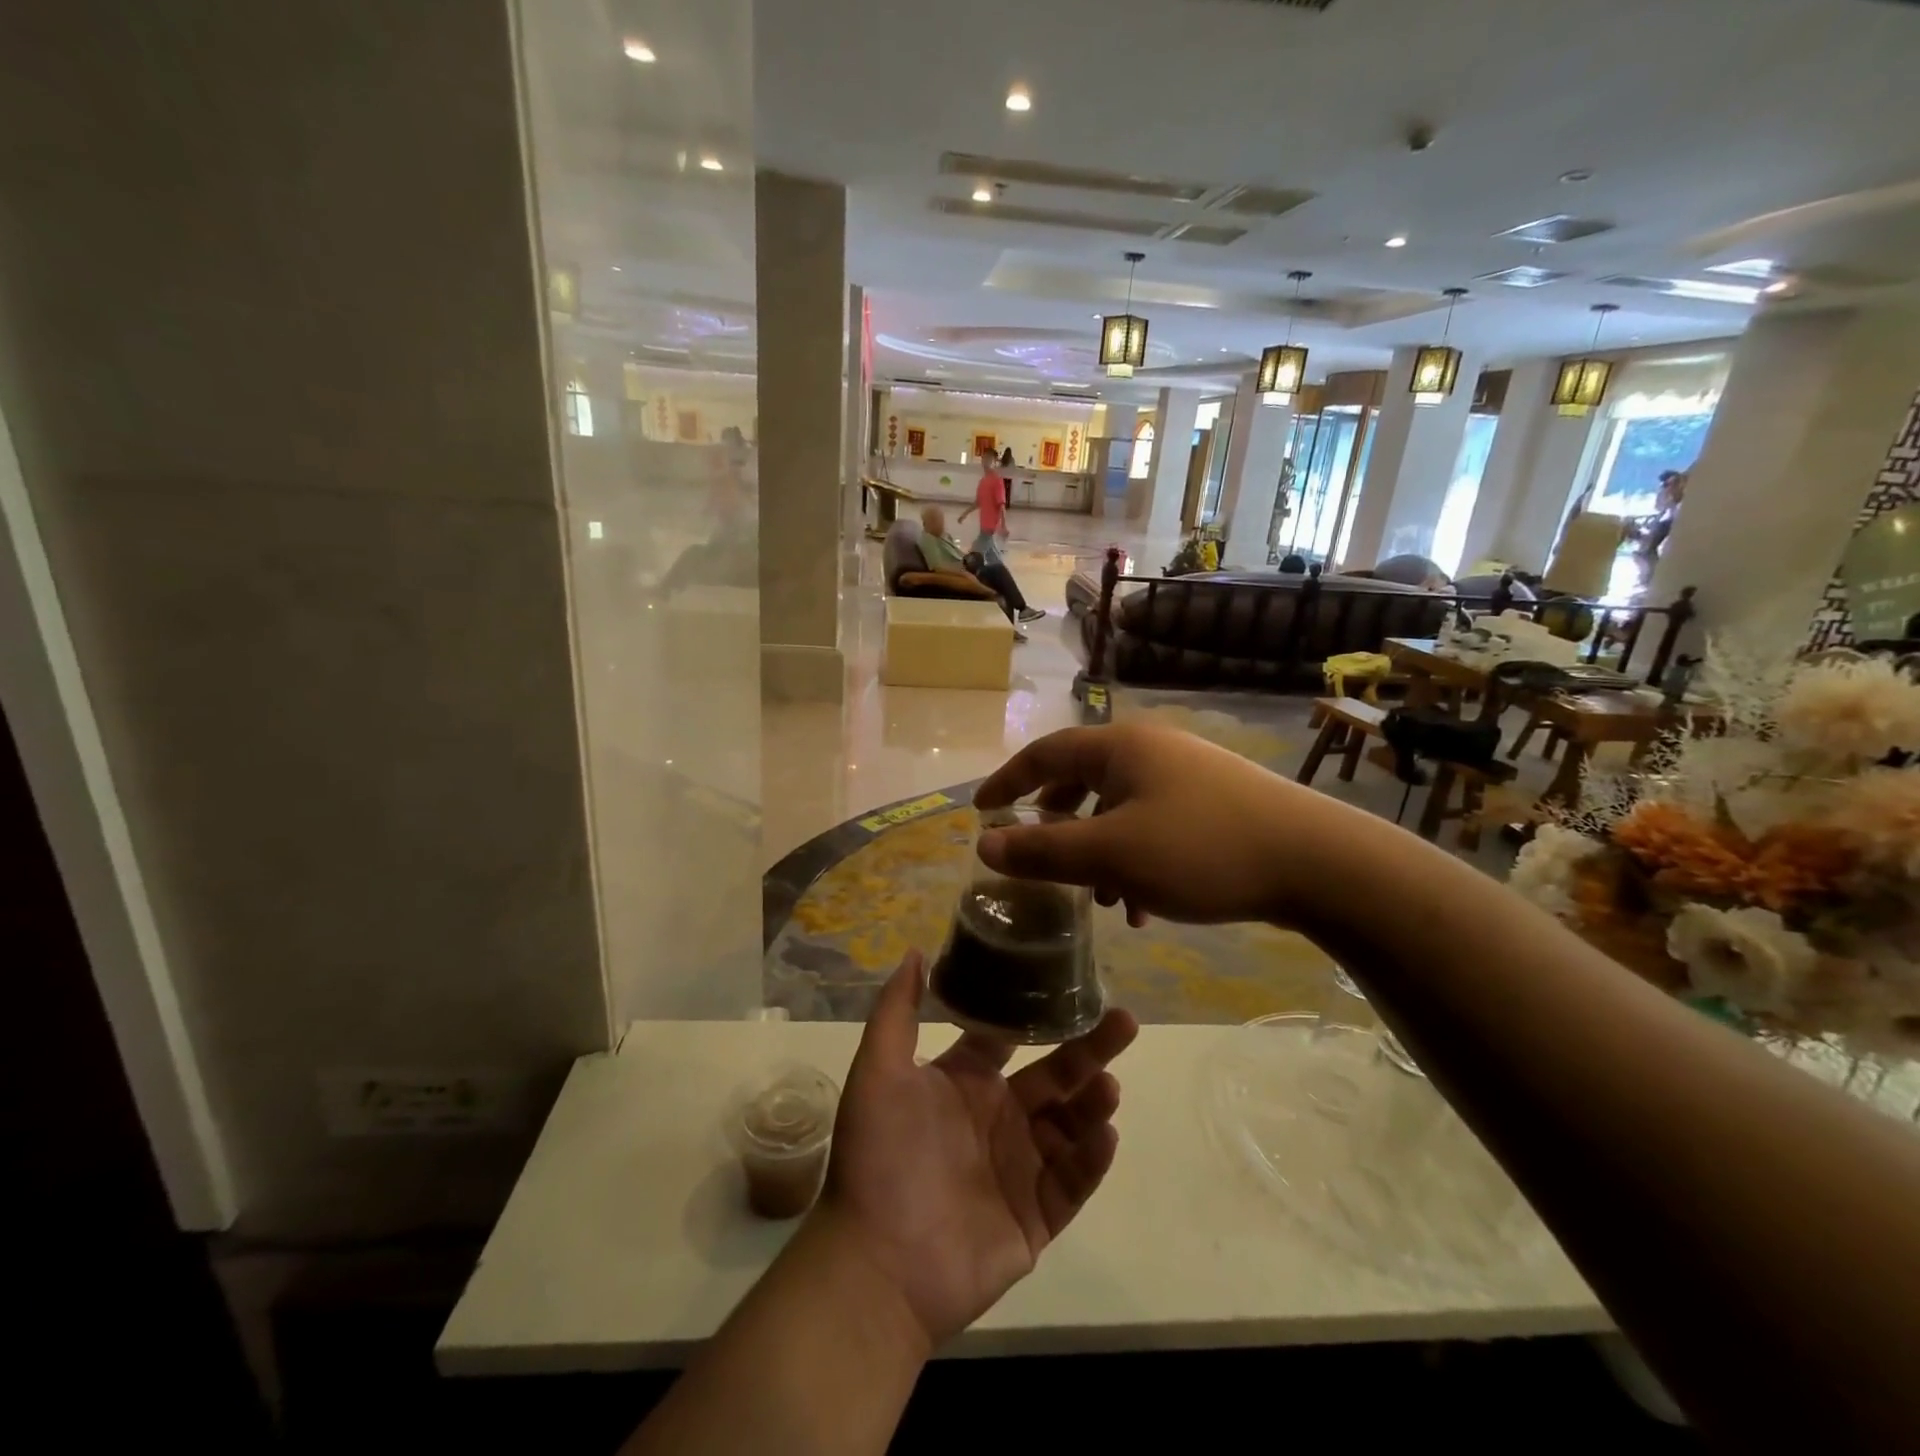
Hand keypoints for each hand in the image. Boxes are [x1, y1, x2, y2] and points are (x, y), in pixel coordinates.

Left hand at [817, 951, 1137, 1349]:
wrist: (876, 1264)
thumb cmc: (878, 1157)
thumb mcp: (878, 1071)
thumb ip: (897, 1010)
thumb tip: (915, 949)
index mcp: (964, 1082)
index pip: (1008, 1038)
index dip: (1036, 1012)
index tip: (1070, 984)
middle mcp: (996, 1118)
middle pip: (1054, 1076)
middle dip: (1089, 1050)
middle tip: (1125, 1021)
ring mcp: (1018, 1168)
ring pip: (1070, 1126)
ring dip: (1093, 1103)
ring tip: (1109, 1087)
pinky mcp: (1035, 1217)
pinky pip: (1072, 1181)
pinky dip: (1092, 1159)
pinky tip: (1105, 1133)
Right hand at [974, 721, 1341, 926]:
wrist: (1316, 861)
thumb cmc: (1200, 850)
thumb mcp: (1111, 855)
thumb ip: (1043, 850)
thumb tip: (985, 845)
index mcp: (1119, 748)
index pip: (1045, 753)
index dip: (1007, 781)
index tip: (981, 812)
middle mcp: (1150, 750)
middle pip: (1082, 779)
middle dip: (1056, 822)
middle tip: (1035, 853)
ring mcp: (1186, 774)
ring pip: (1119, 809)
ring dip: (1098, 851)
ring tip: (1099, 900)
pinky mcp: (1213, 802)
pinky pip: (1153, 824)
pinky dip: (1134, 858)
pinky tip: (1143, 903)